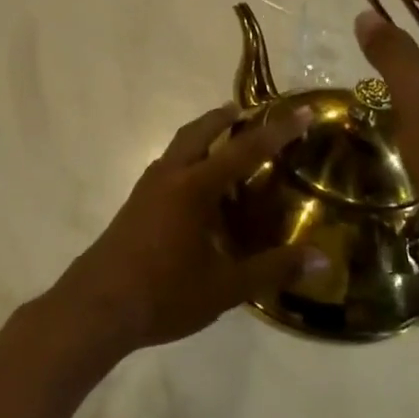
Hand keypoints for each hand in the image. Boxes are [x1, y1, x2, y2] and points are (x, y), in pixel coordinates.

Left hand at [48, 105, 328, 357]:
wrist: (97, 307)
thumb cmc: (164, 293)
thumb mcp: (226, 286)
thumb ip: (272, 268)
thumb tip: (322, 258)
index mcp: (194, 187)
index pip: (244, 150)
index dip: (276, 131)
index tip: (301, 110)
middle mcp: (169, 177)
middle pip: (198, 133)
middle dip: (224, 118)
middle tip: (248, 112)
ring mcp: (146, 189)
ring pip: (178, 149)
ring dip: (202, 138)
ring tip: (227, 146)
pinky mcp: (135, 205)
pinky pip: (167, 169)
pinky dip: (188, 162)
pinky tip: (200, 190)